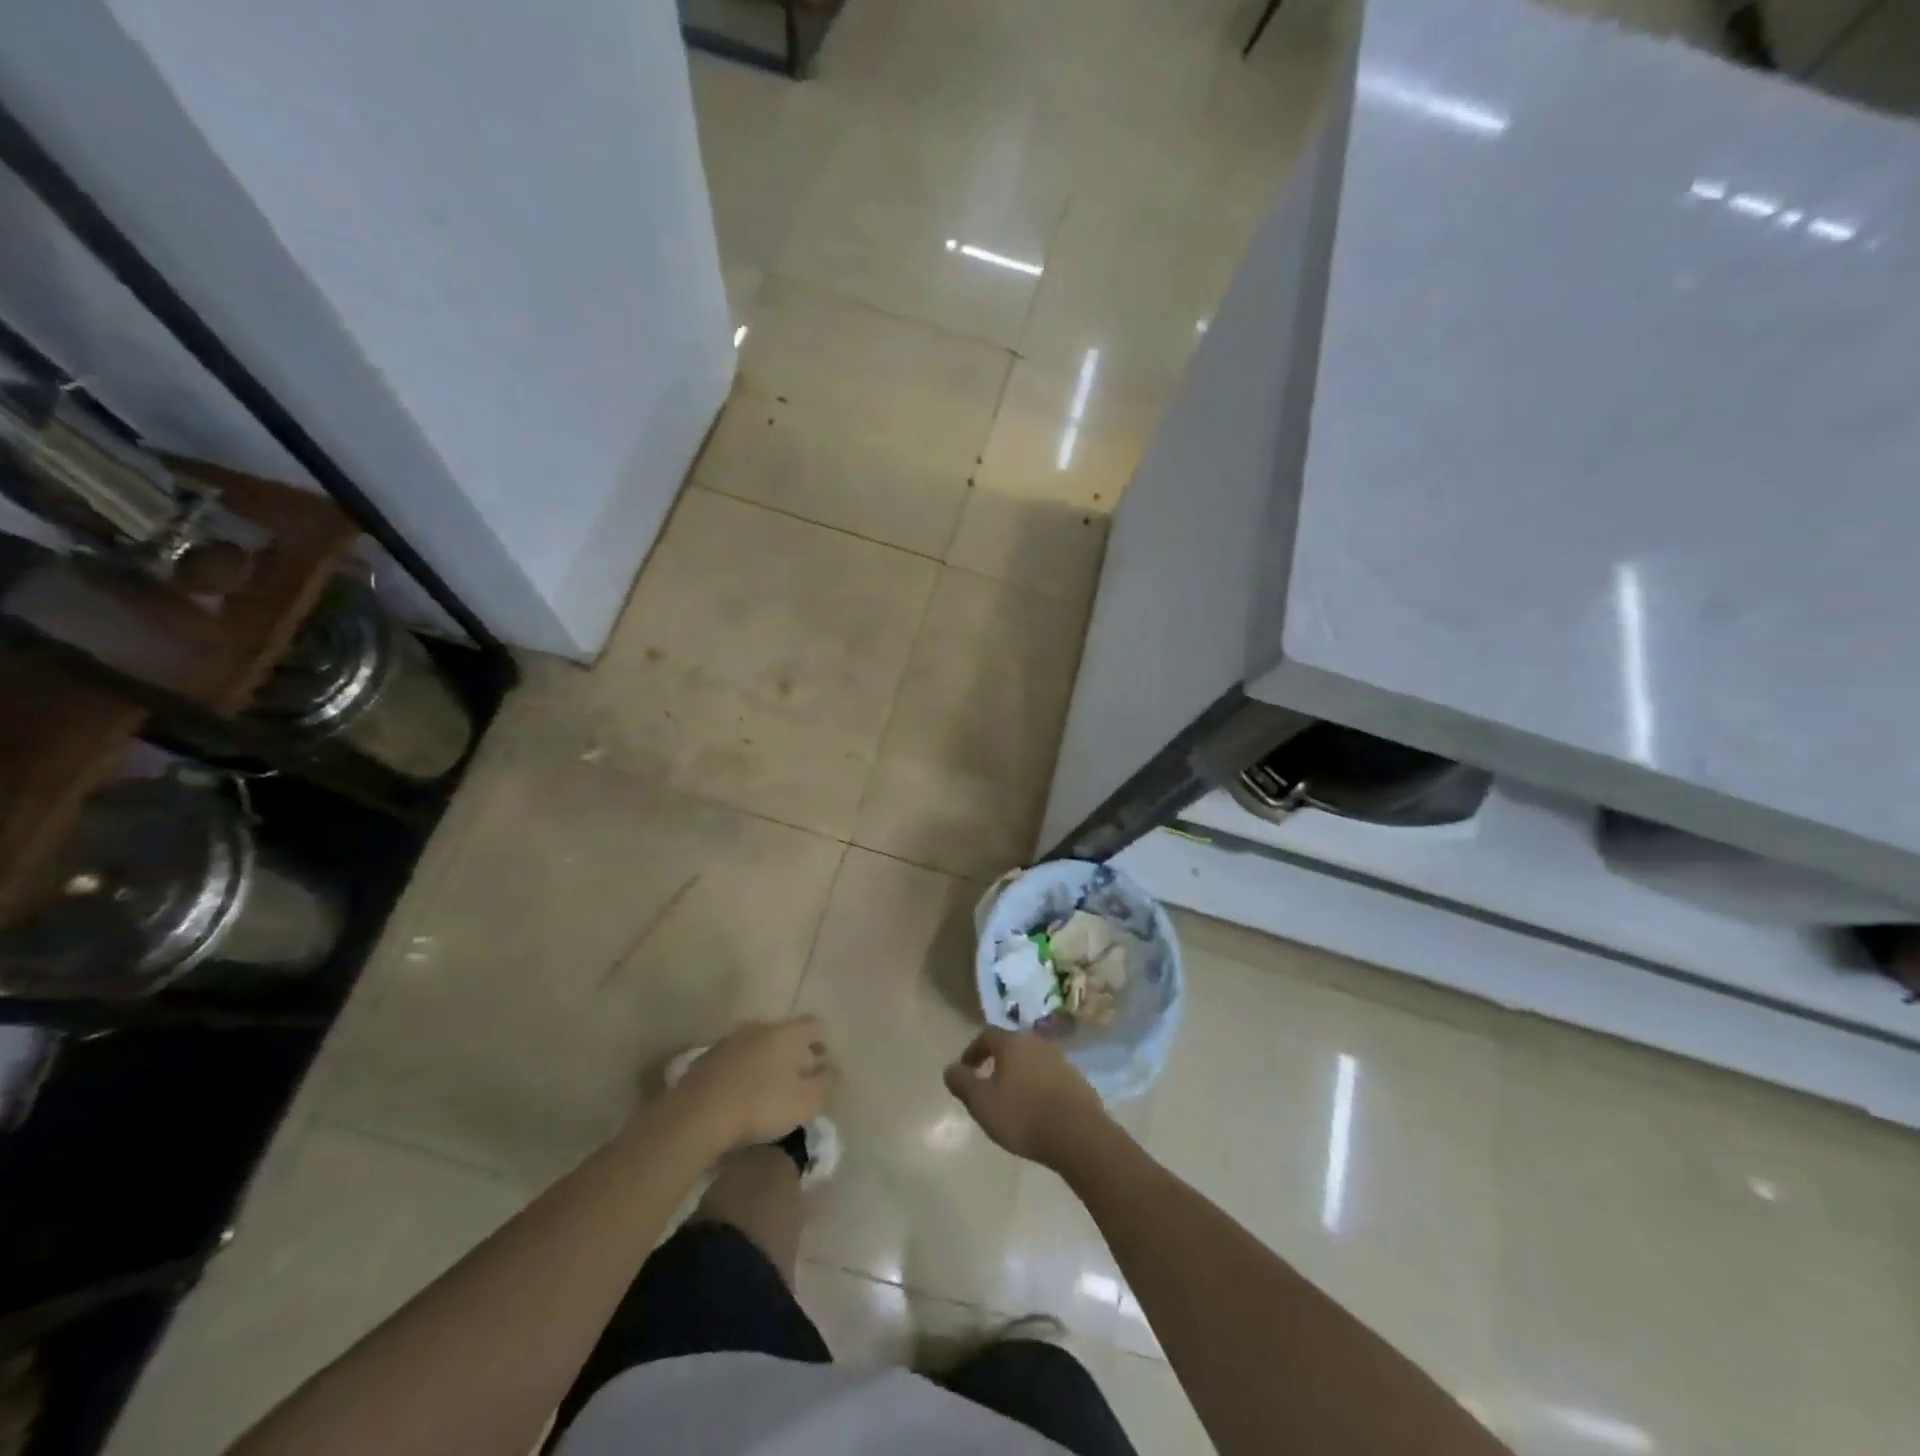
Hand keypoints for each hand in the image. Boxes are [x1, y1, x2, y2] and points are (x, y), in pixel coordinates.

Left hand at [671, 1018, 832, 1150]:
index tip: (821, 1063)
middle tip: (796, 1078)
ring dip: (766, 1060)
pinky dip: (742, 1071)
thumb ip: (825, 1082)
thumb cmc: (762, 1105)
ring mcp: (731, 1040)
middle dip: (793, 1052)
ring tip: (767, 1088)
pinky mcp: (708, 1057)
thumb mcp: (806, 1101)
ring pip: (758, 1044)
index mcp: (788, 1033)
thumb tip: (832, 1069)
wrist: (698, 1114)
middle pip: (785, 1033)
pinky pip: (735, 1059)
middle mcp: (761, 1027)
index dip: (821, 1041)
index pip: (814, 1024)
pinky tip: (740, 1094)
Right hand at [943, 1027, 1111, 1170]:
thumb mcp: (982, 1102)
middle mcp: (1037, 1043)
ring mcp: (1061, 1060)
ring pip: (1032, 1061)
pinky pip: (1050, 1077)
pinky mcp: (1078, 1080)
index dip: (972, 1051)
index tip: (965, 1070)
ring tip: (1012, 1100)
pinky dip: (1038, 1087)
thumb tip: (950, 1069)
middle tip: (987, 1085)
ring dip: (1019, 1075)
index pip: (986, 1035)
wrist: (1079, 1135)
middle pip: (1012, 1046)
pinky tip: (1037, 1110)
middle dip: (997, 1062)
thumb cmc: (1023, 1115)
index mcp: (1013, 1043)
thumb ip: (962, 1083)